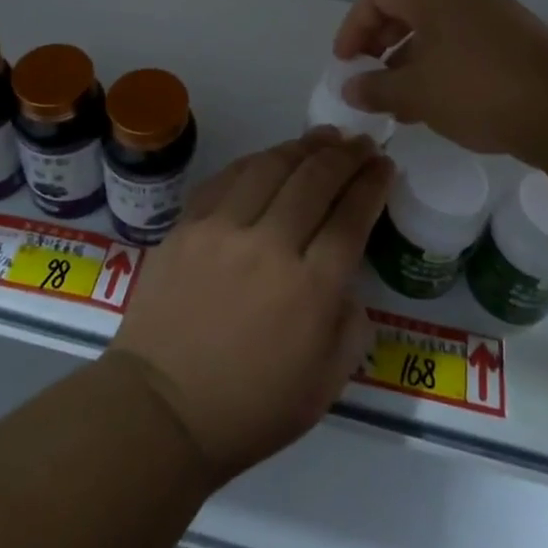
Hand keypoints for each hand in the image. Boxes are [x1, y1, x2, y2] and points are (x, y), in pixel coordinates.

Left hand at [109, 129, 391, 484]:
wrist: (162, 410)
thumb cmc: (252, 408)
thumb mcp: (327, 383)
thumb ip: (351, 323)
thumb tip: (346, 277)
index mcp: (312, 288)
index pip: (352, 216)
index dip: (373, 183)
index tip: (384, 164)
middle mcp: (271, 246)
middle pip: (316, 179)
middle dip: (346, 155)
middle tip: (361, 143)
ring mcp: (223, 230)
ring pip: (271, 167)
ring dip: (304, 147)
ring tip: (323, 138)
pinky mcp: (188, 226)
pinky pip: (228, 177)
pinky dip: (257, 160)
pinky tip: (271, 157)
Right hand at [332, 0, 547, 157]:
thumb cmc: (479, 89)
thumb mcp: (416, 92)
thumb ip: (375, 88)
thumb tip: (349, 89)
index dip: (353, 26)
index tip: (346, 63)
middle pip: (405, 7)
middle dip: (379, 43)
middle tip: (368, 77)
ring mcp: (491, 16)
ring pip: (434, 29)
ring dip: (408, 61)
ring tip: (397, 102)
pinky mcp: (511, 41)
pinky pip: (460, 44)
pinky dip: (438, 67)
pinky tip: (434, 105)